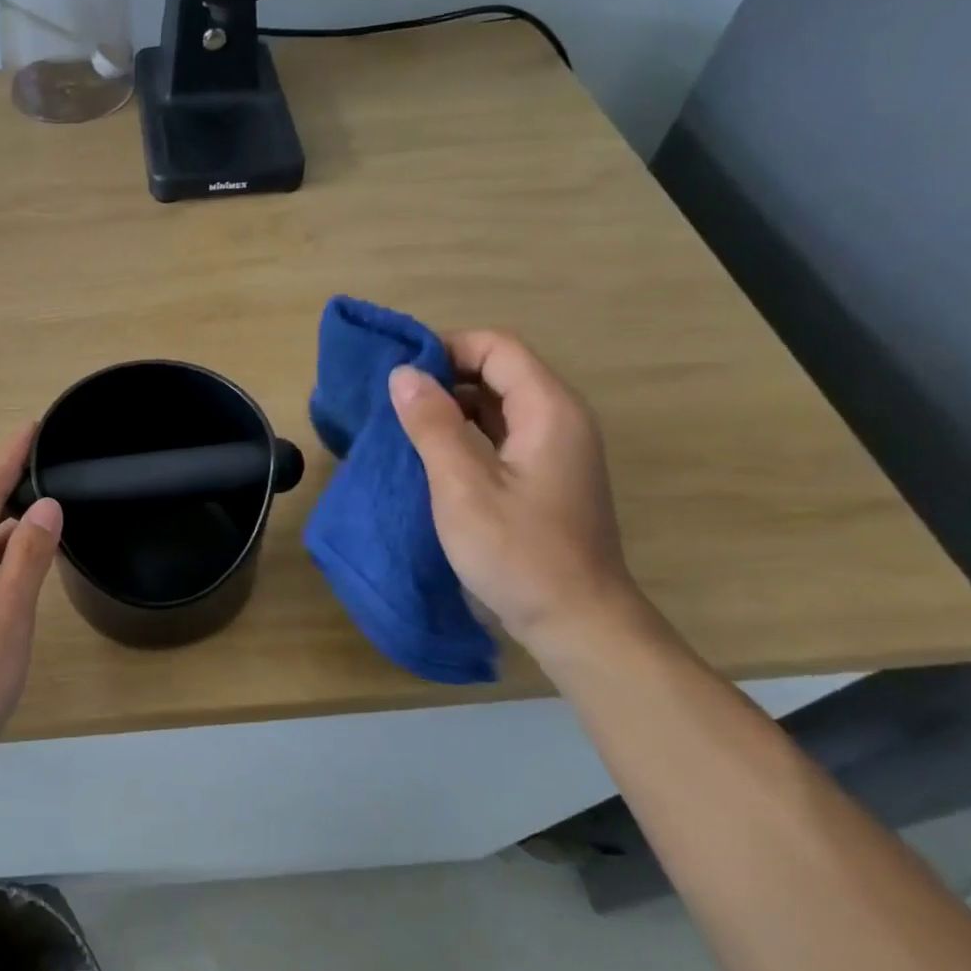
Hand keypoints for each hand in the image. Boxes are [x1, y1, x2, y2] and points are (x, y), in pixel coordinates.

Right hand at [389, 330, 635, 653]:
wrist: (577, 622)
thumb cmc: (518, 552)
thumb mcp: (463, 486)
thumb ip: (432, 424)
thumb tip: (403, 373)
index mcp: (549, 410)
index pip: (497, 348)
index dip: (446, 349)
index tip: (398, 372)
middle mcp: (559, 419)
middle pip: (499, 371)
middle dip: (444, 376)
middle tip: (392, 400)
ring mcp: (555, 450)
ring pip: (498, 404)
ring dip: (451, 407)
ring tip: (402, 425)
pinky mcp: (544, 477)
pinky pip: (501, 435)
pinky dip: (465, 433)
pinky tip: (430, 454)